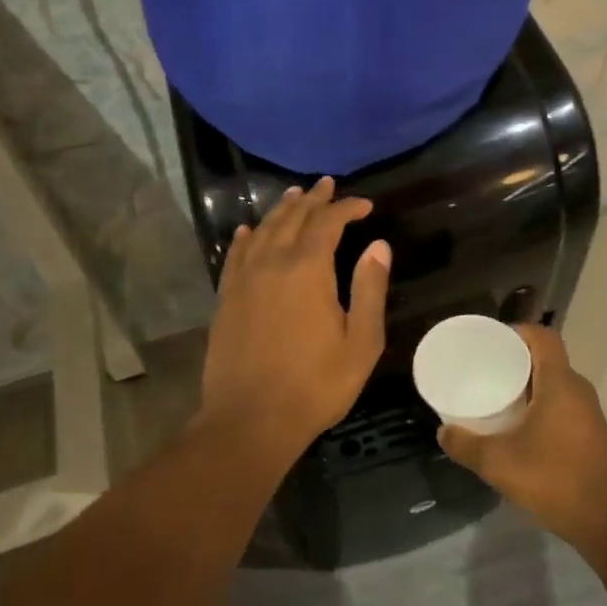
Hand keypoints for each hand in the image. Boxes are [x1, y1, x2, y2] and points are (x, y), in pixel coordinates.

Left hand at [199, 177, 390, 462]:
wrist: (249, 420)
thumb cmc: (314, 385)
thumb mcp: (360, 343)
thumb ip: (370, 290)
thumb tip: (379, 246)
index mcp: (308, 270)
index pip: (328, 222)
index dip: (347, 207)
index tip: (365, 205)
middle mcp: (273, 263)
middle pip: (294, 218)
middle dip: (314, 199)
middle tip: (328, 185)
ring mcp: (245, 279)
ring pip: (264, 230)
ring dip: (282, 210)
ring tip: (294, 196)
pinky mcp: (226, 298)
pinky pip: (236, 255)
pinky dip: (246, 237)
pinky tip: (248, 231)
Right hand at [437, 325, 606, 574]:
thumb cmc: (554, 481)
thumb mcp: (499, 464)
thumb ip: (466, 445)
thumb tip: (443, 432)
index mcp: (560, 383)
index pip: (543, 336)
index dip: (517, 331)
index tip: (490, 342)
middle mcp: (578, 389)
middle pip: (546, 357)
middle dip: (515, 359)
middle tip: (485, 370)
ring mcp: (589, 412)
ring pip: (555, 382)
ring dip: (528, 384)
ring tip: (497, 396)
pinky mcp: (591, 433)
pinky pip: (562, 402)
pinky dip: (540, 403)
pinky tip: (520, 426)